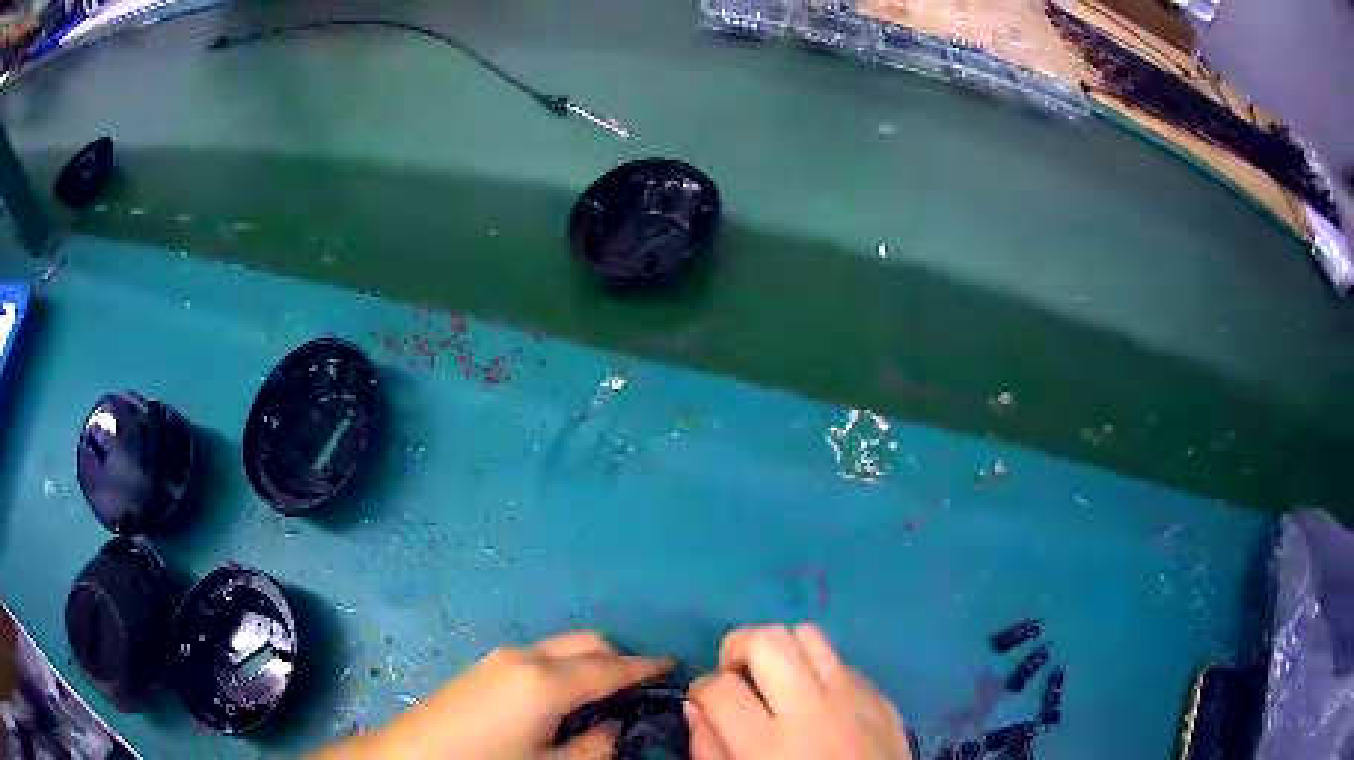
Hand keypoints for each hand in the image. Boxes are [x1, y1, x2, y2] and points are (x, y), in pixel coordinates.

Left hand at [316, 631, 671, 759]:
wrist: (409, 758)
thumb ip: (595, 746)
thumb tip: (615, 726)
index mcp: (547, 681)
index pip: (612, 667)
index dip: (647, 667)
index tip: (675, 666)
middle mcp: (525, 657)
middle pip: (586, 643)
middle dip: (618, 658)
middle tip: (640, 686)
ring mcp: (497, 658)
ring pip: (560, 647)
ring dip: (588, 662)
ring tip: (605, 694)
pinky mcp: (481, 668)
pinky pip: (537, 657)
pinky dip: (562, 668)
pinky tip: (562, 699)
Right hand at [686, 625, 910, 759]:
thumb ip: (708, 749)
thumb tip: (696, 706)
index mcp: (768, 745)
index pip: (719, 686)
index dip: (700, 688)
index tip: (705, 701)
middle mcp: (812, 710)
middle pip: (768, 640)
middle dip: (738, 648)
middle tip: (736, 678)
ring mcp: (854, 698)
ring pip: (808, 635)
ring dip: (782, 651)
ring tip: (775, 680)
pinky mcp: (881, 697)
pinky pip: (842, 661)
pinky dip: (819, 671)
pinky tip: (815, 699)